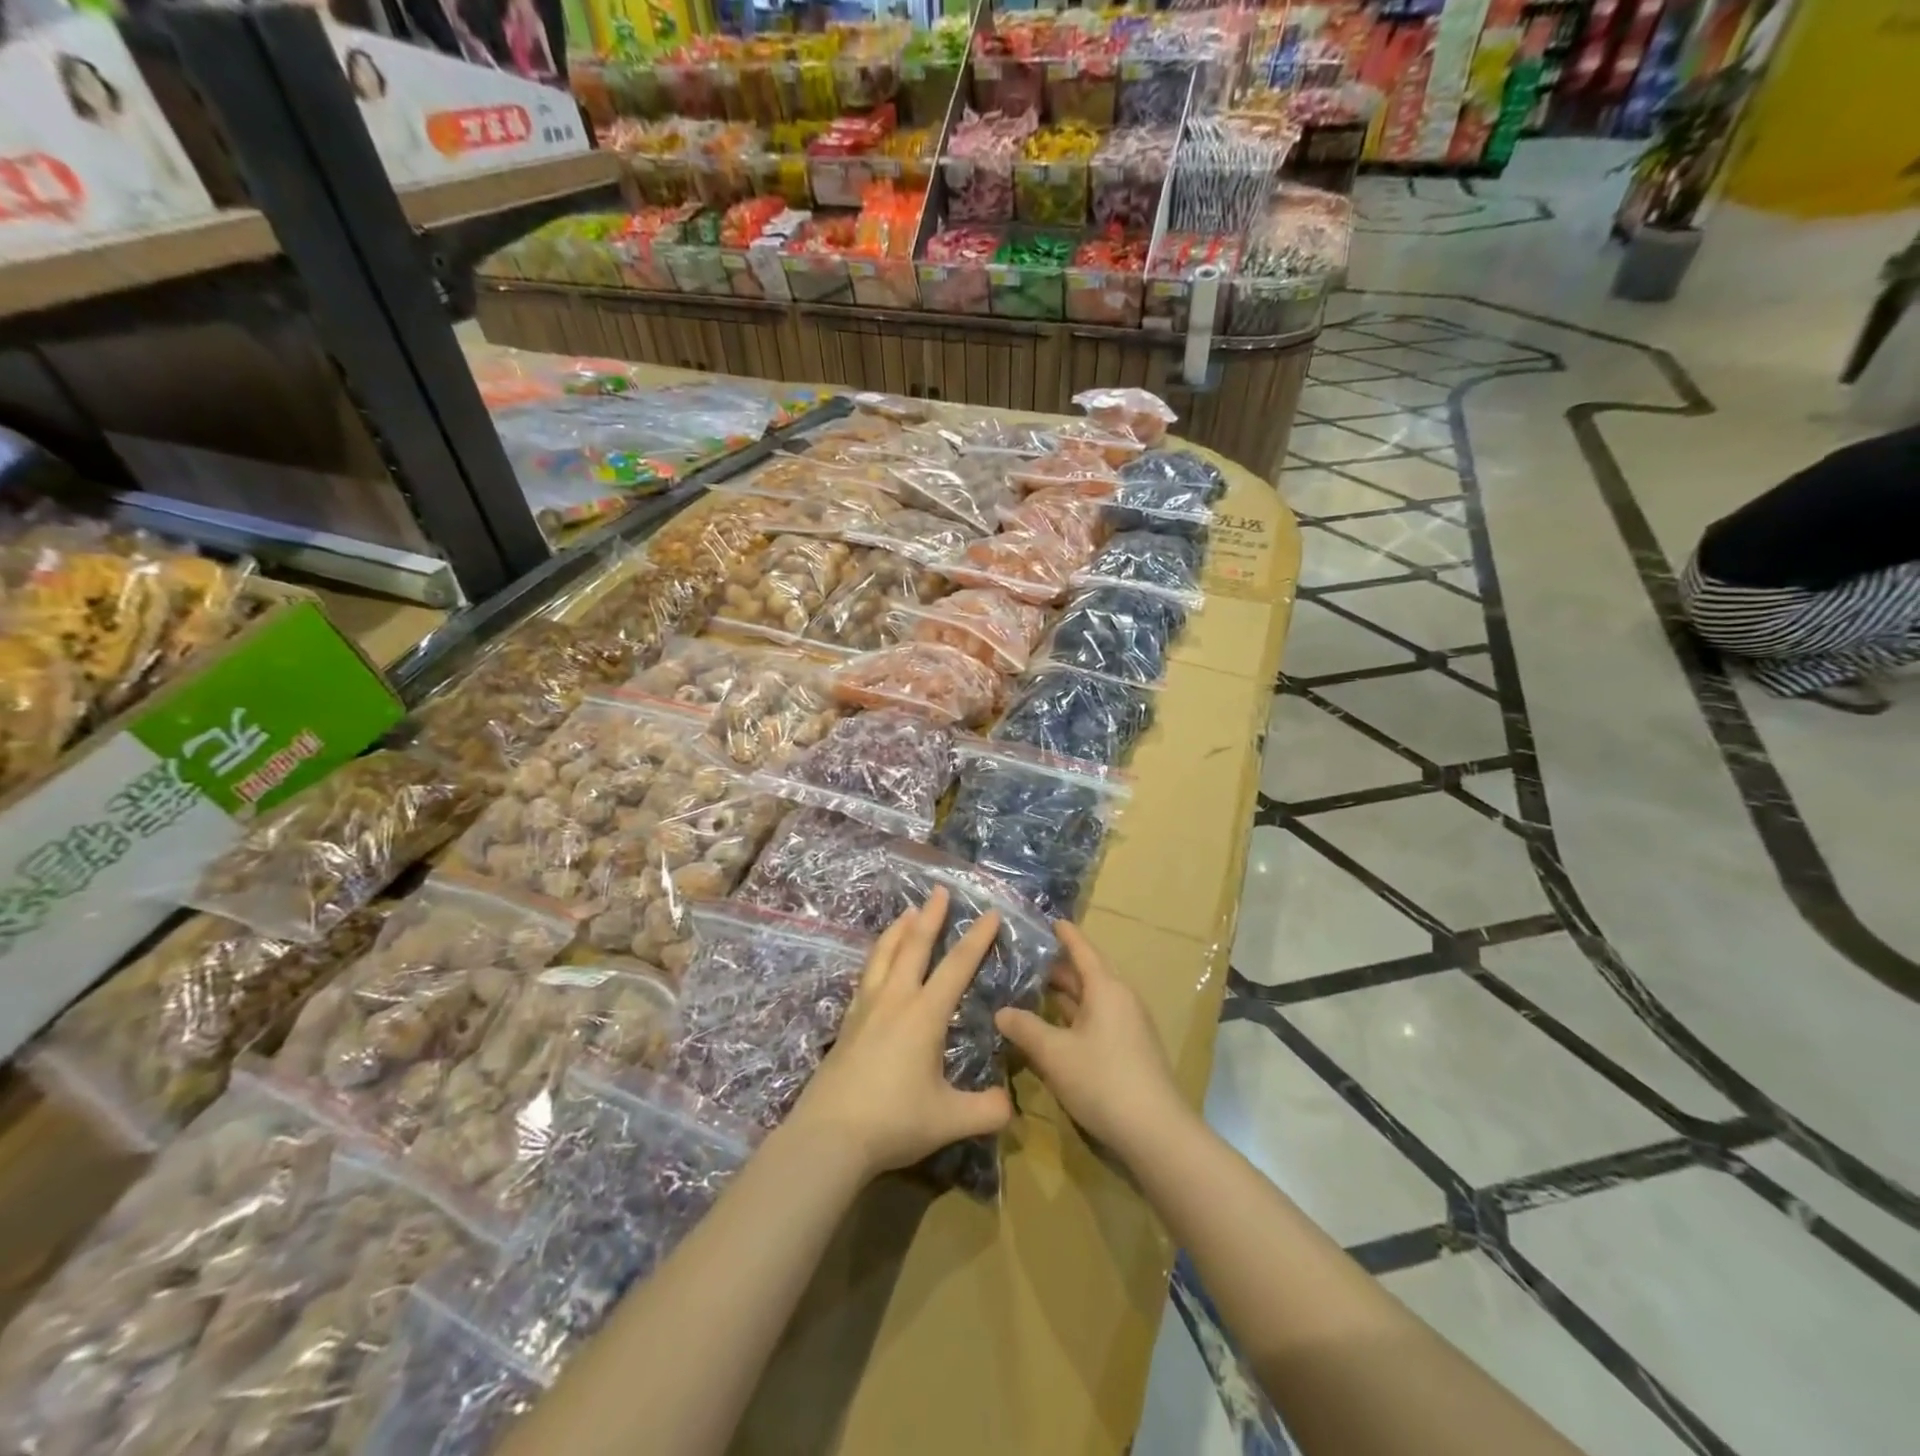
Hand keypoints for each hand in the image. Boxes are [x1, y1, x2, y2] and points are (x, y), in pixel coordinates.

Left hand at [784, 888, 1012, 1180]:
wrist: (829, 1135)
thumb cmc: (893, 1121)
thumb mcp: (949, 1120)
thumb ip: (986, 1110)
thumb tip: (1010, 1105)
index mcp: (924, 1015)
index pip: (957, 966)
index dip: (976, 939)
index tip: (989, 913)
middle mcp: (895, 1000)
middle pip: (914, 946)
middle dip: (931, 916)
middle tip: (940, 891)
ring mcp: (866, 1008)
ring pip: (884, 954)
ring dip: (899, 929)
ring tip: (907, 912)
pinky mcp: (848, 1022)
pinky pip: (866, 974)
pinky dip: (877, 956)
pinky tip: (877, 961)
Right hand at [995, 922, 1187, 1158]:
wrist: (1155, 1132)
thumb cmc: (1102, 1080)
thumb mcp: (1054, 1054)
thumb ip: (1025, 1028)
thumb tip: (1001, 1012)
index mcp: (1106, 988)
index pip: (1082, 949)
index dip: (1064, 934)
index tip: (1049, 920)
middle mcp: (1120, 998)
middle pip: (1087, 973)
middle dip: (1058, 966)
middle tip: (1026, 958)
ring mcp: (1128, 1025)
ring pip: (1092, 999)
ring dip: (1065, 994)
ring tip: (1033, 989)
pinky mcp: (1129, 1049)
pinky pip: (1097, 1019)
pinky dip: (1075, 1015)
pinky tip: (1054, 1026)